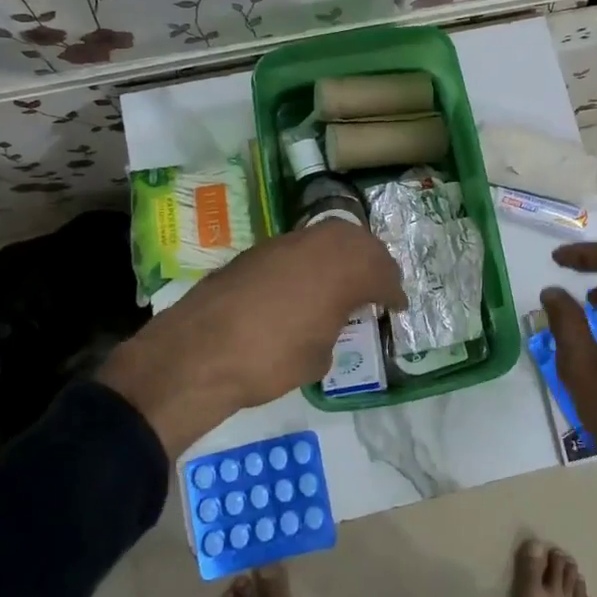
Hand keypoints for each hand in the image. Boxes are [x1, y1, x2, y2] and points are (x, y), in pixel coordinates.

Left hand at [104, 219, 404, 455]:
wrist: (199, 352)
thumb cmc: (271, 359)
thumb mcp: (319, 355)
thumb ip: (335, 325)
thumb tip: (331, 318)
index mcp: (343, 268)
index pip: (382, 274)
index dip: (393, 292)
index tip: (398, 306)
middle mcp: (318, 245)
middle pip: (358, 242)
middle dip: (373, 263)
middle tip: (378, 286)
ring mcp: (284, 243)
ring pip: (327, 236)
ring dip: (342, 256)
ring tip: (345, 282)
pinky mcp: (256, 251)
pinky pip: (298, 248)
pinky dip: (312, 262)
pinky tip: (306, 285)